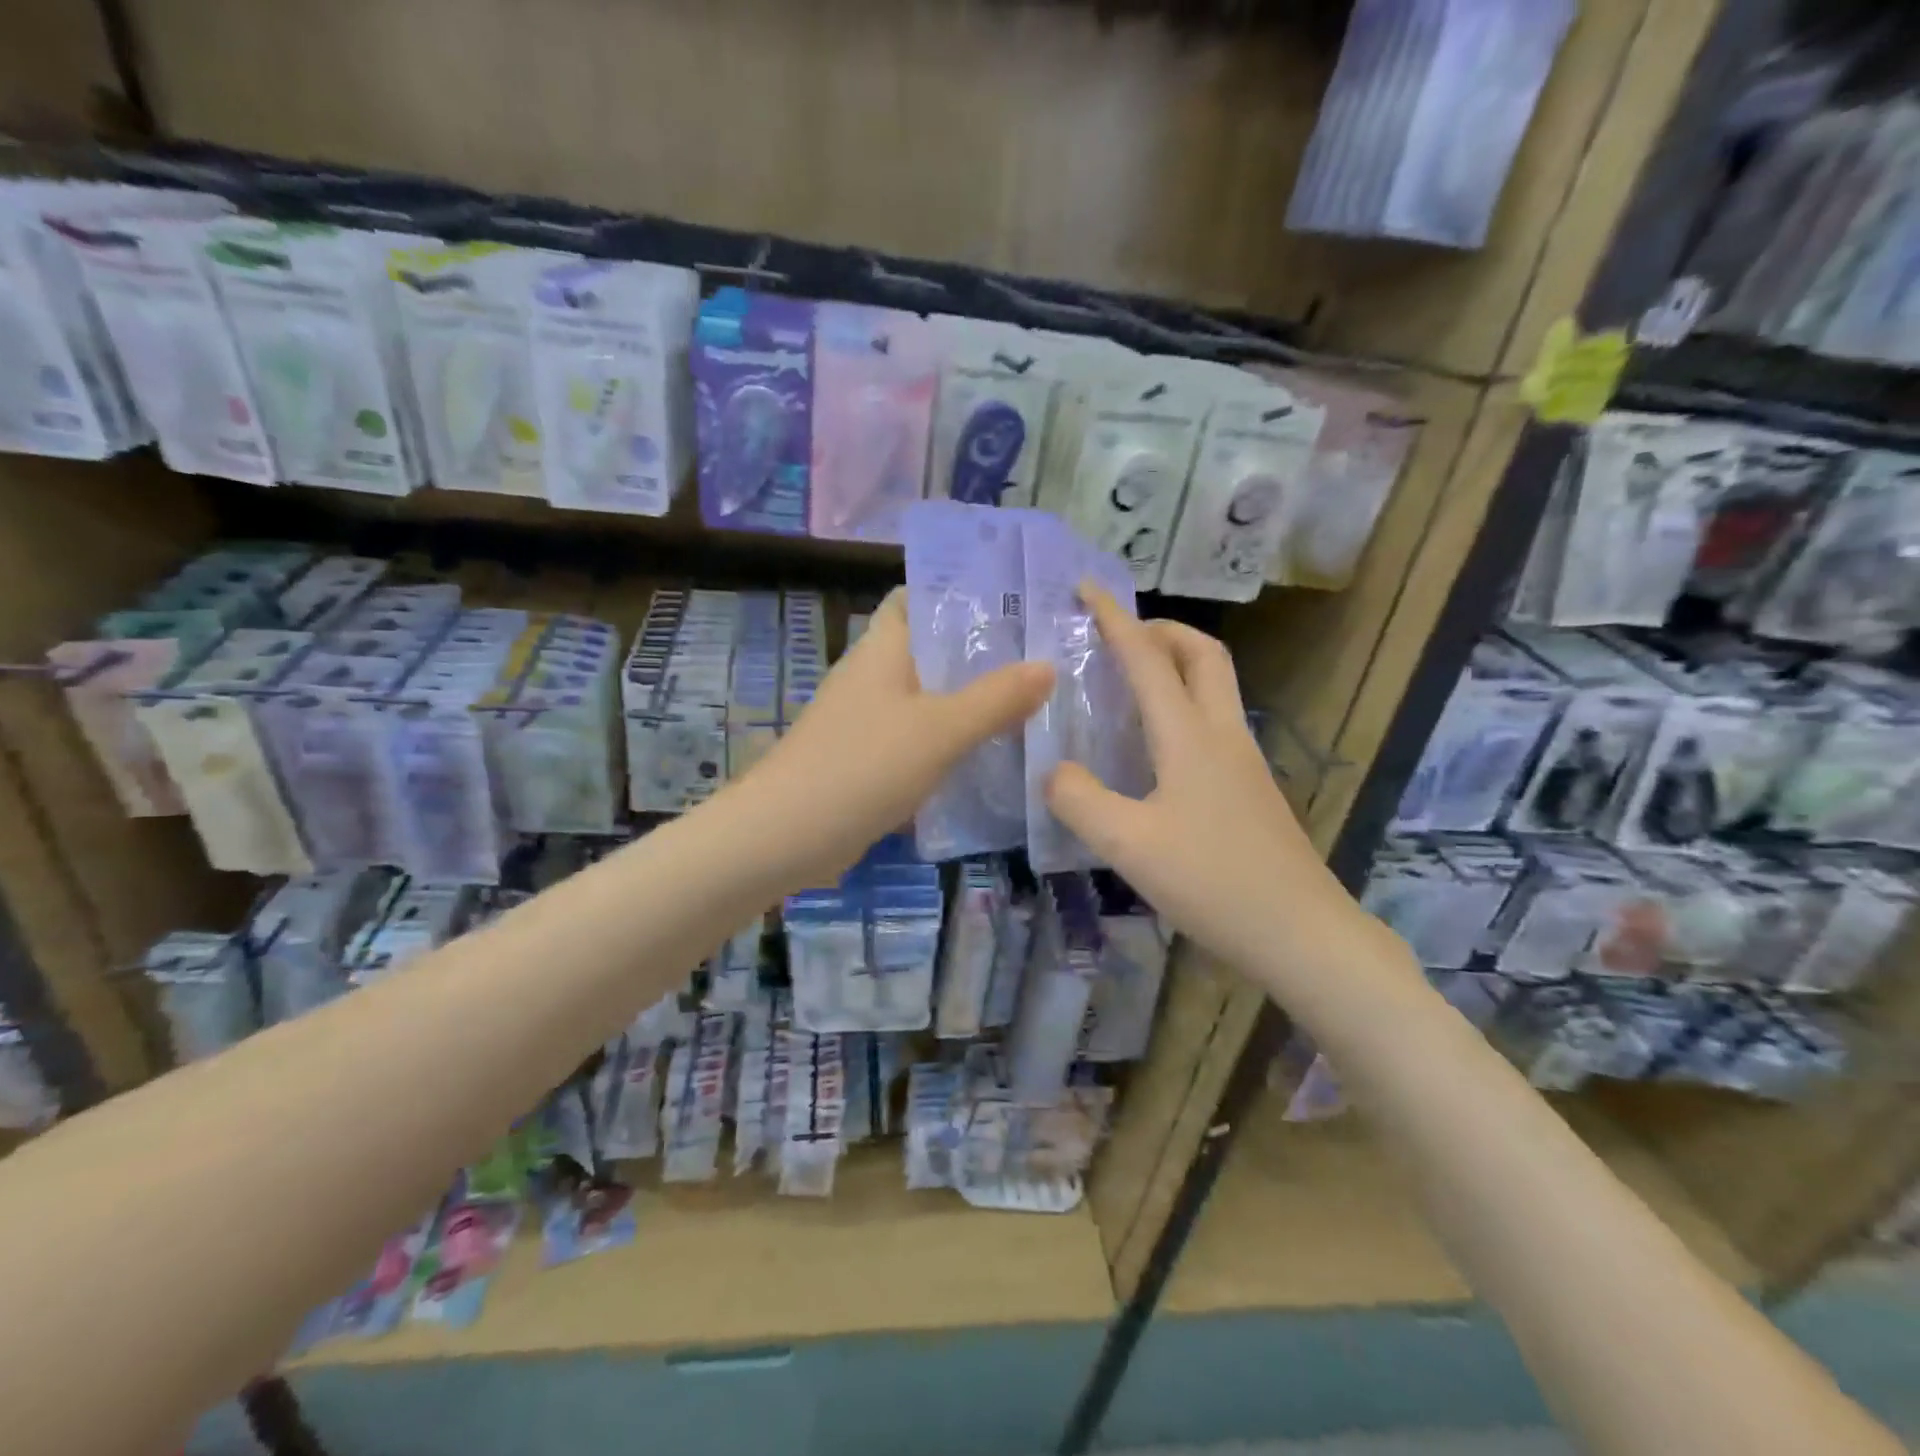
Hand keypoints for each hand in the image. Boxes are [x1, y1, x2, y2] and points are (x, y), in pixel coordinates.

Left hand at [744, 589, 1053, 887]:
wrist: (787, 835)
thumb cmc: (864, 766)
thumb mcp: (941, 730)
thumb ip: (996, 698)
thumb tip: (1048, 666)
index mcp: (883, 648)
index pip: (916, 598)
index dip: (960, 594)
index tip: (1014, 602)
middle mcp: (872, 674)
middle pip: (930, 649)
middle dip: (979, 652)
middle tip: (1041, 655)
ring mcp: (866, 718)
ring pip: (927, 697)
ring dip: (968, 699)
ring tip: (1029, 700)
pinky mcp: (866, 758)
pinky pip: (916, 737)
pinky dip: (948, 739)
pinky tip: (988, 752)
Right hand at [1045, 586, 1359, 975]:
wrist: (1301, 934)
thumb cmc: (1213, 882)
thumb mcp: (1128, 844)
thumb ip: (1079, 800)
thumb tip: (1054, 771)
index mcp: (1190, 736)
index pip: (1148, 659)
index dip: (1115, 619)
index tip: (1086, 588)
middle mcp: (1222, 735)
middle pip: (1202, 654)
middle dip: (1161, 629)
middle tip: (1118, 636)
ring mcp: (1244, 761)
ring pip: (1214, 686)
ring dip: (1175, 664)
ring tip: (1130, 683)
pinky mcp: (1250, 789)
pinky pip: (1214, 721)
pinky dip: (1183, 705)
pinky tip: (1155, 746)